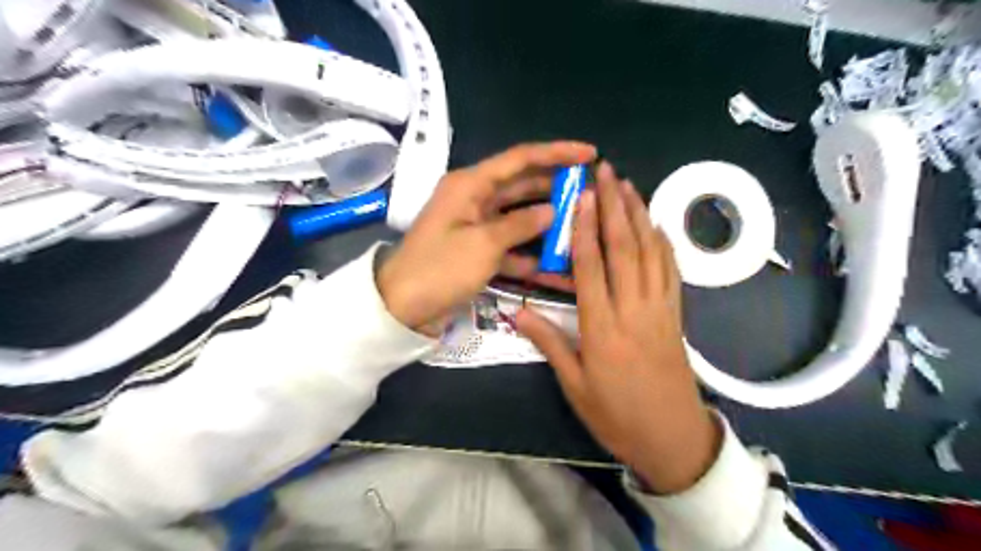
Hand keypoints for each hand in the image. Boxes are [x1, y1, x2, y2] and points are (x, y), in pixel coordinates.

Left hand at [379, 141, 598, 335]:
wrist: (402, 307)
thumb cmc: (440, 268)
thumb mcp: (483, 244)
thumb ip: (521, 224)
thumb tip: (553, 211)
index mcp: (471, 184)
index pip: (521, 158)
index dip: (557, 153)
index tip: (590, 153)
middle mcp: (475, 198)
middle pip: (523, 185)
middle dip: (557, 188)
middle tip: (592, 192)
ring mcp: (477, 225)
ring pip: (520, 216)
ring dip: (548, 221)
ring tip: (583, 224)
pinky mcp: (478, 249)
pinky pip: (511, 243)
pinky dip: (531, 252)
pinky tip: (558, 263)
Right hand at [514, 161, 717, 493]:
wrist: (671, 438)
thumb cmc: (616, 415)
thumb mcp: (574, 386)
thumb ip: (549, 343)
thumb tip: (518, 311)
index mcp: (602, 328)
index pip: (592, 267)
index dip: (585, 228)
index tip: (582, 195)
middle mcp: (633, 310)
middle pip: (624, 249)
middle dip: (614, 206)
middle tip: (607, 171)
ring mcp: (659, 310)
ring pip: (651, 253)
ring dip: (639, 215)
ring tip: (629, 185)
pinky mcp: (675, 316)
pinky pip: (671, 272)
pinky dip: (663, 243)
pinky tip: (656, 224)